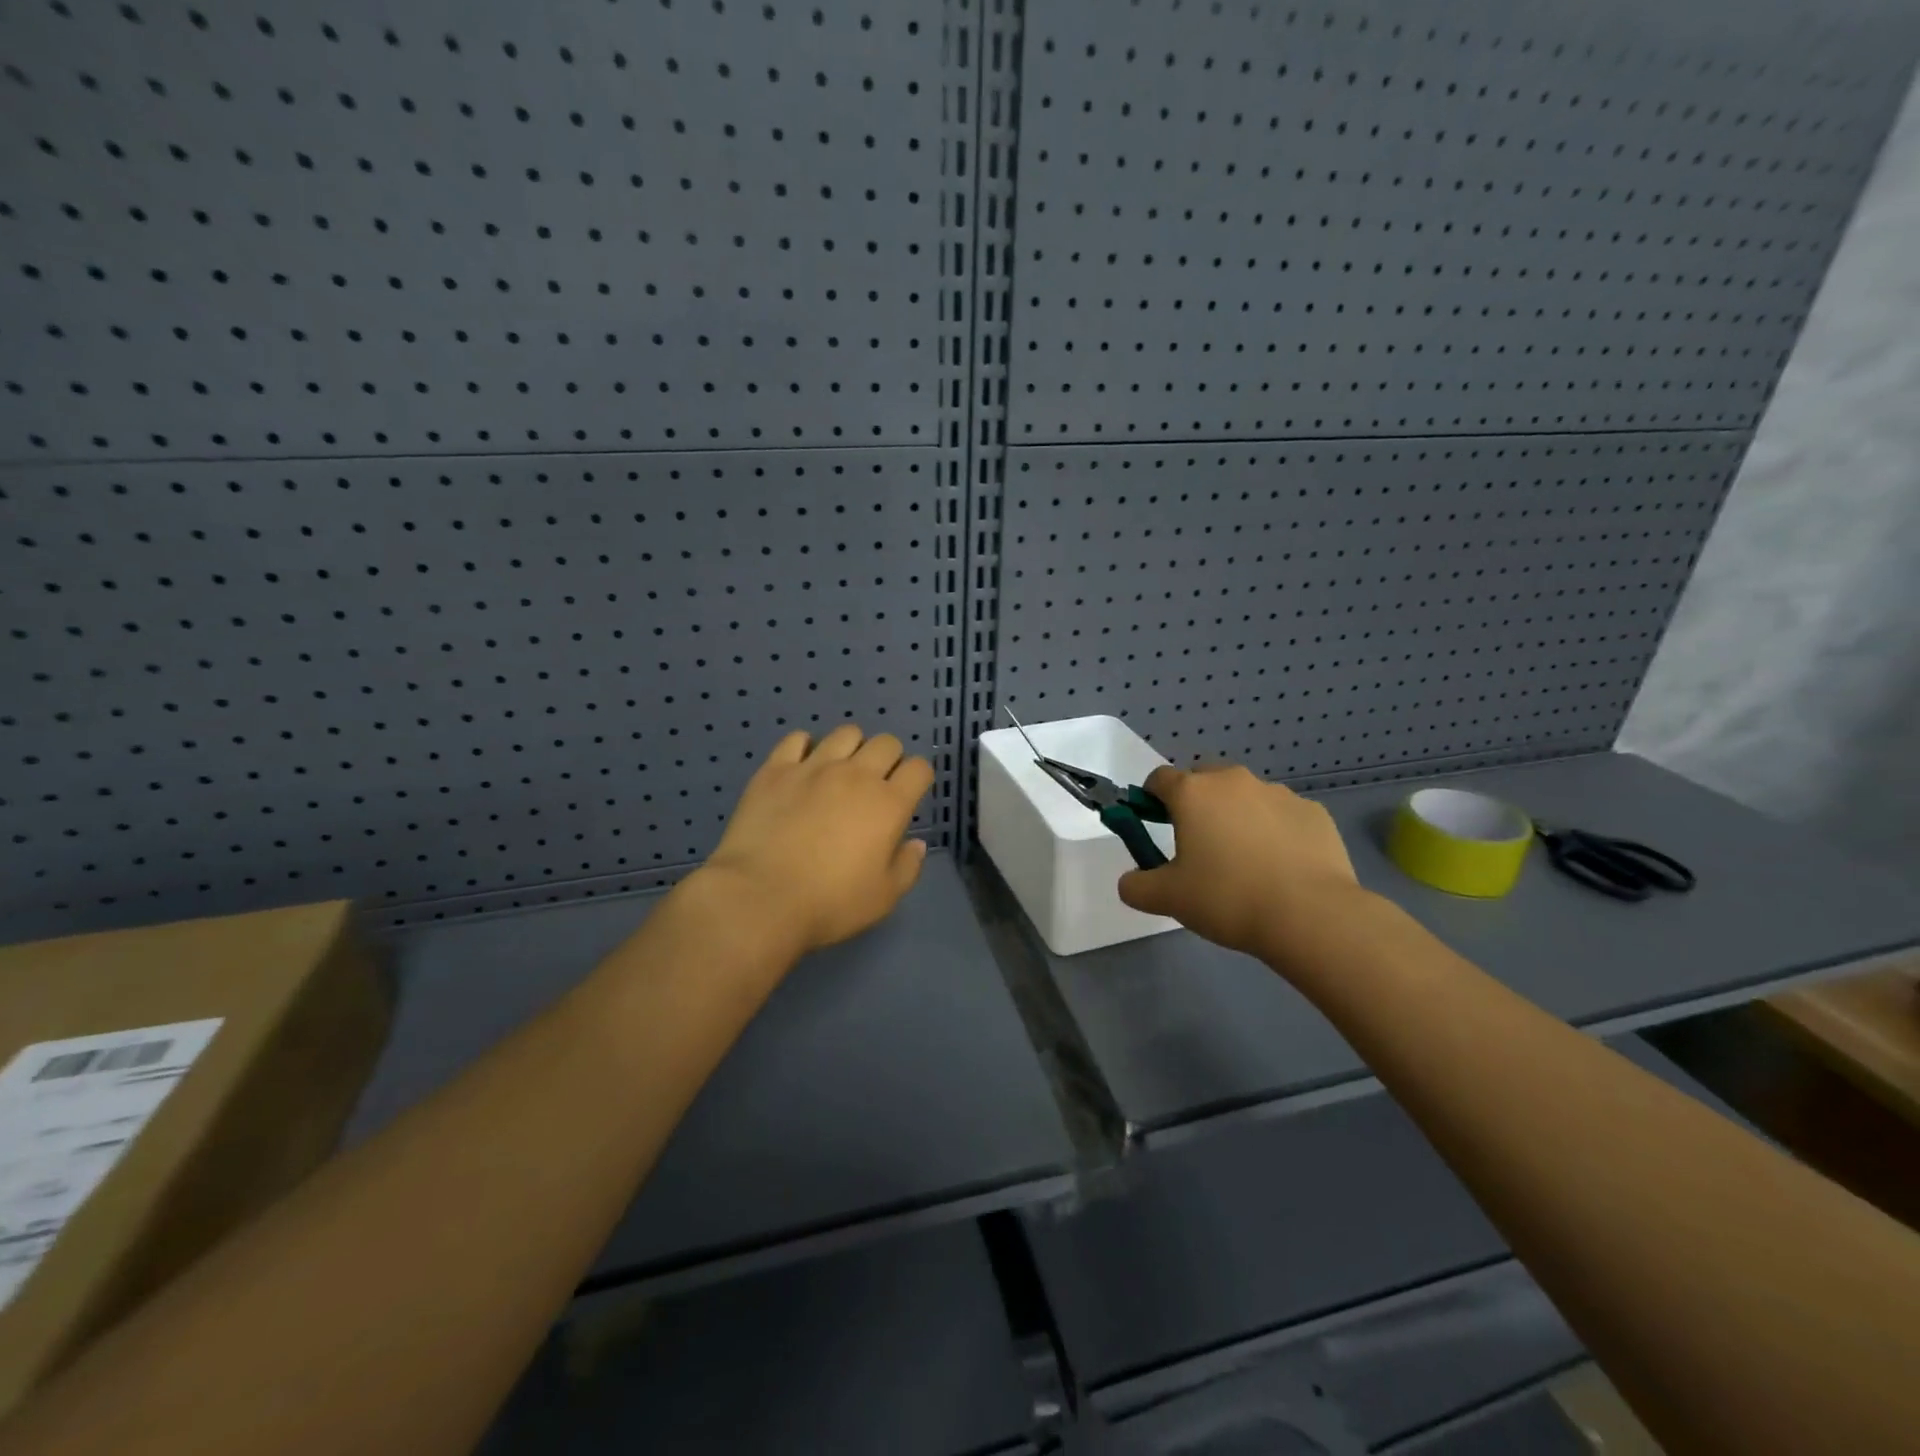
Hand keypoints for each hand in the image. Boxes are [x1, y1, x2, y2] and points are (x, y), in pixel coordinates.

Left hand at [698, 724, 934, 956]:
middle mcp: (856, 775)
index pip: (919, 769)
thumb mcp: (884, 897)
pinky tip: (802, 768)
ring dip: (852, 748)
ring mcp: (814, 767)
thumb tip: (916, 844)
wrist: (761, 897)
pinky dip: (805, 747)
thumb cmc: (830, 903)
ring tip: (840, 772)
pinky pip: (797, 739)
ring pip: (846, 734)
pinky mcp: (776, 769)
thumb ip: (908, 866)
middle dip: (889, 759)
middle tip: (875, 785)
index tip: (908, 794)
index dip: (918, 778)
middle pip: (886, 743)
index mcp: (889, 804)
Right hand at [1117, 763, 1364, 964]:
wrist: (1310, 915)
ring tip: (1245, 863)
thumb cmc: (1227, 898)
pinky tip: (1281, 869)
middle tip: (1198, 845)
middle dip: (1197, 804)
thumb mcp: (1167, 899)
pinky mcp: (1314, 812)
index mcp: (1193, 793)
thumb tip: (1130, 882)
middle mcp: (1234, 782)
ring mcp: (1278, 793)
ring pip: (1246, 797)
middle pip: (1205, 781)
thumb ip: (1137, 886)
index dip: (1151, 798)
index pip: (1160, 779)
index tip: (1154, 823)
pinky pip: (1282, 816)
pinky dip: (1275, 832)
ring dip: (1237, 817)